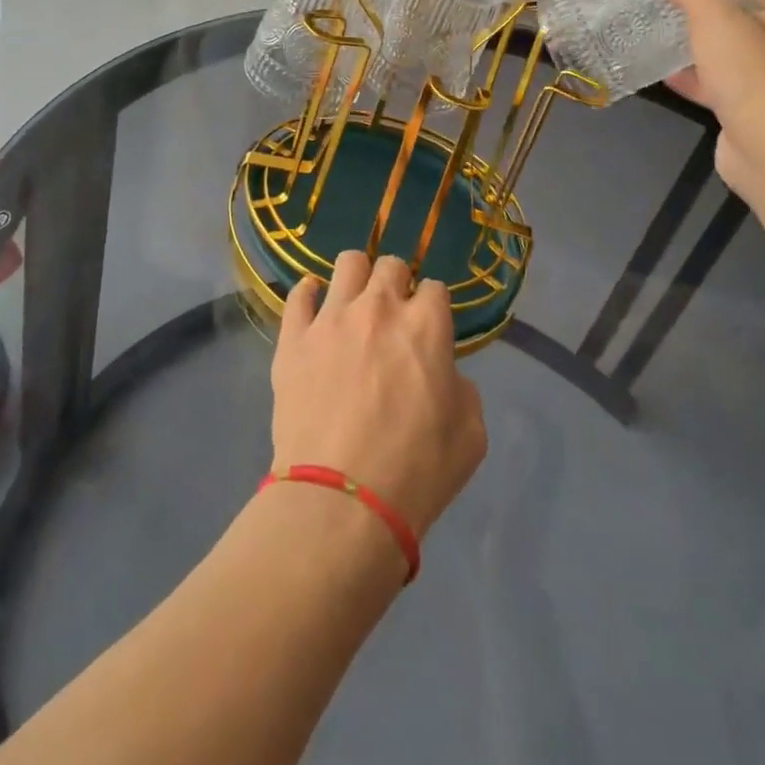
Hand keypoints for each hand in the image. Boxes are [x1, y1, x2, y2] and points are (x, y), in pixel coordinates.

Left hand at [270, 251, 486, 539]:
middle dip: (397, 283)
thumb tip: (444, 376)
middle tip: (393, 316)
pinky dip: (309, 295)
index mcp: (426, 325)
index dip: (434, 307)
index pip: (435, 288)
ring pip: (347, 263)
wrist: (342, 501)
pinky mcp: (293, 338)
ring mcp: (331, 318)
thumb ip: (463, 390)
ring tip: (355, 303)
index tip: (429, 328)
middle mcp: (379, 307)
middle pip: (391, 265)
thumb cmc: (416, 472)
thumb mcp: (470, 435)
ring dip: (357, 278)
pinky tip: (313, 308)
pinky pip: (298, 295)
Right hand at [654, 0, 764, 193]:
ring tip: (669, 42)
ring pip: (742, 58)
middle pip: (754, 21)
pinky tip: (671, 77)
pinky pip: (731, 88)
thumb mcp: (712, 16)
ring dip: (709, 52)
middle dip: (716, 18)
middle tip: (676, 11)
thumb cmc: (753, 68)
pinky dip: (704, 81)